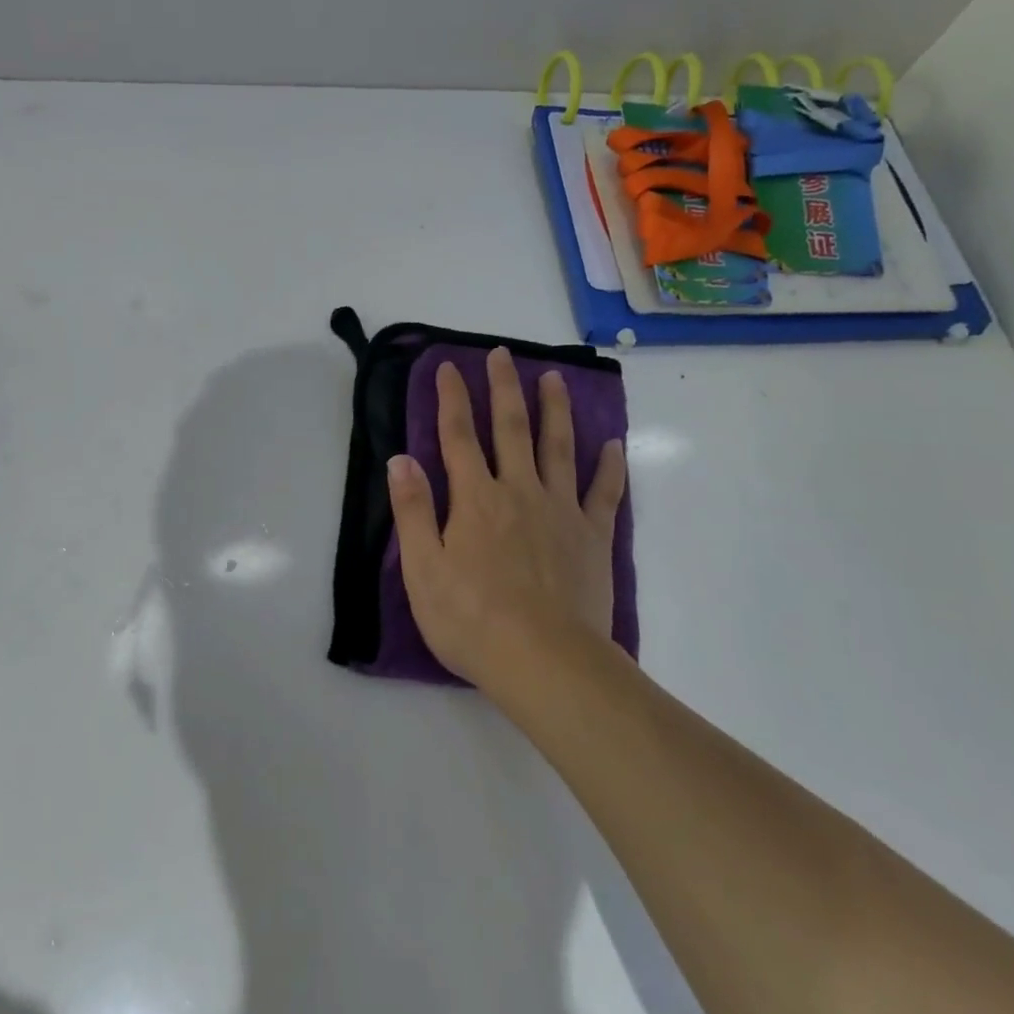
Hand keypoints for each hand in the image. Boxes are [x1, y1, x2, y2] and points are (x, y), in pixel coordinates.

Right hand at [387, 348, 625, 695]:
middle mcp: (519, 491)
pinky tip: (613, 444)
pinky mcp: (593, 537)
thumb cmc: (472, 619)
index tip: (449, 367)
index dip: (452, 399)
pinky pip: (605, 492)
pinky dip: (610, 466)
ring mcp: (561, 511)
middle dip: (504, 388)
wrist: (544, 660)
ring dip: (555, 410)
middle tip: (503, 354)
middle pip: (511, 429)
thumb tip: (400, 459)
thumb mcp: (422, 569)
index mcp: (474, 498)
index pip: (458, 436)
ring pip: (559, 448)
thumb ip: (412, 510)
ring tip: (555, 378)